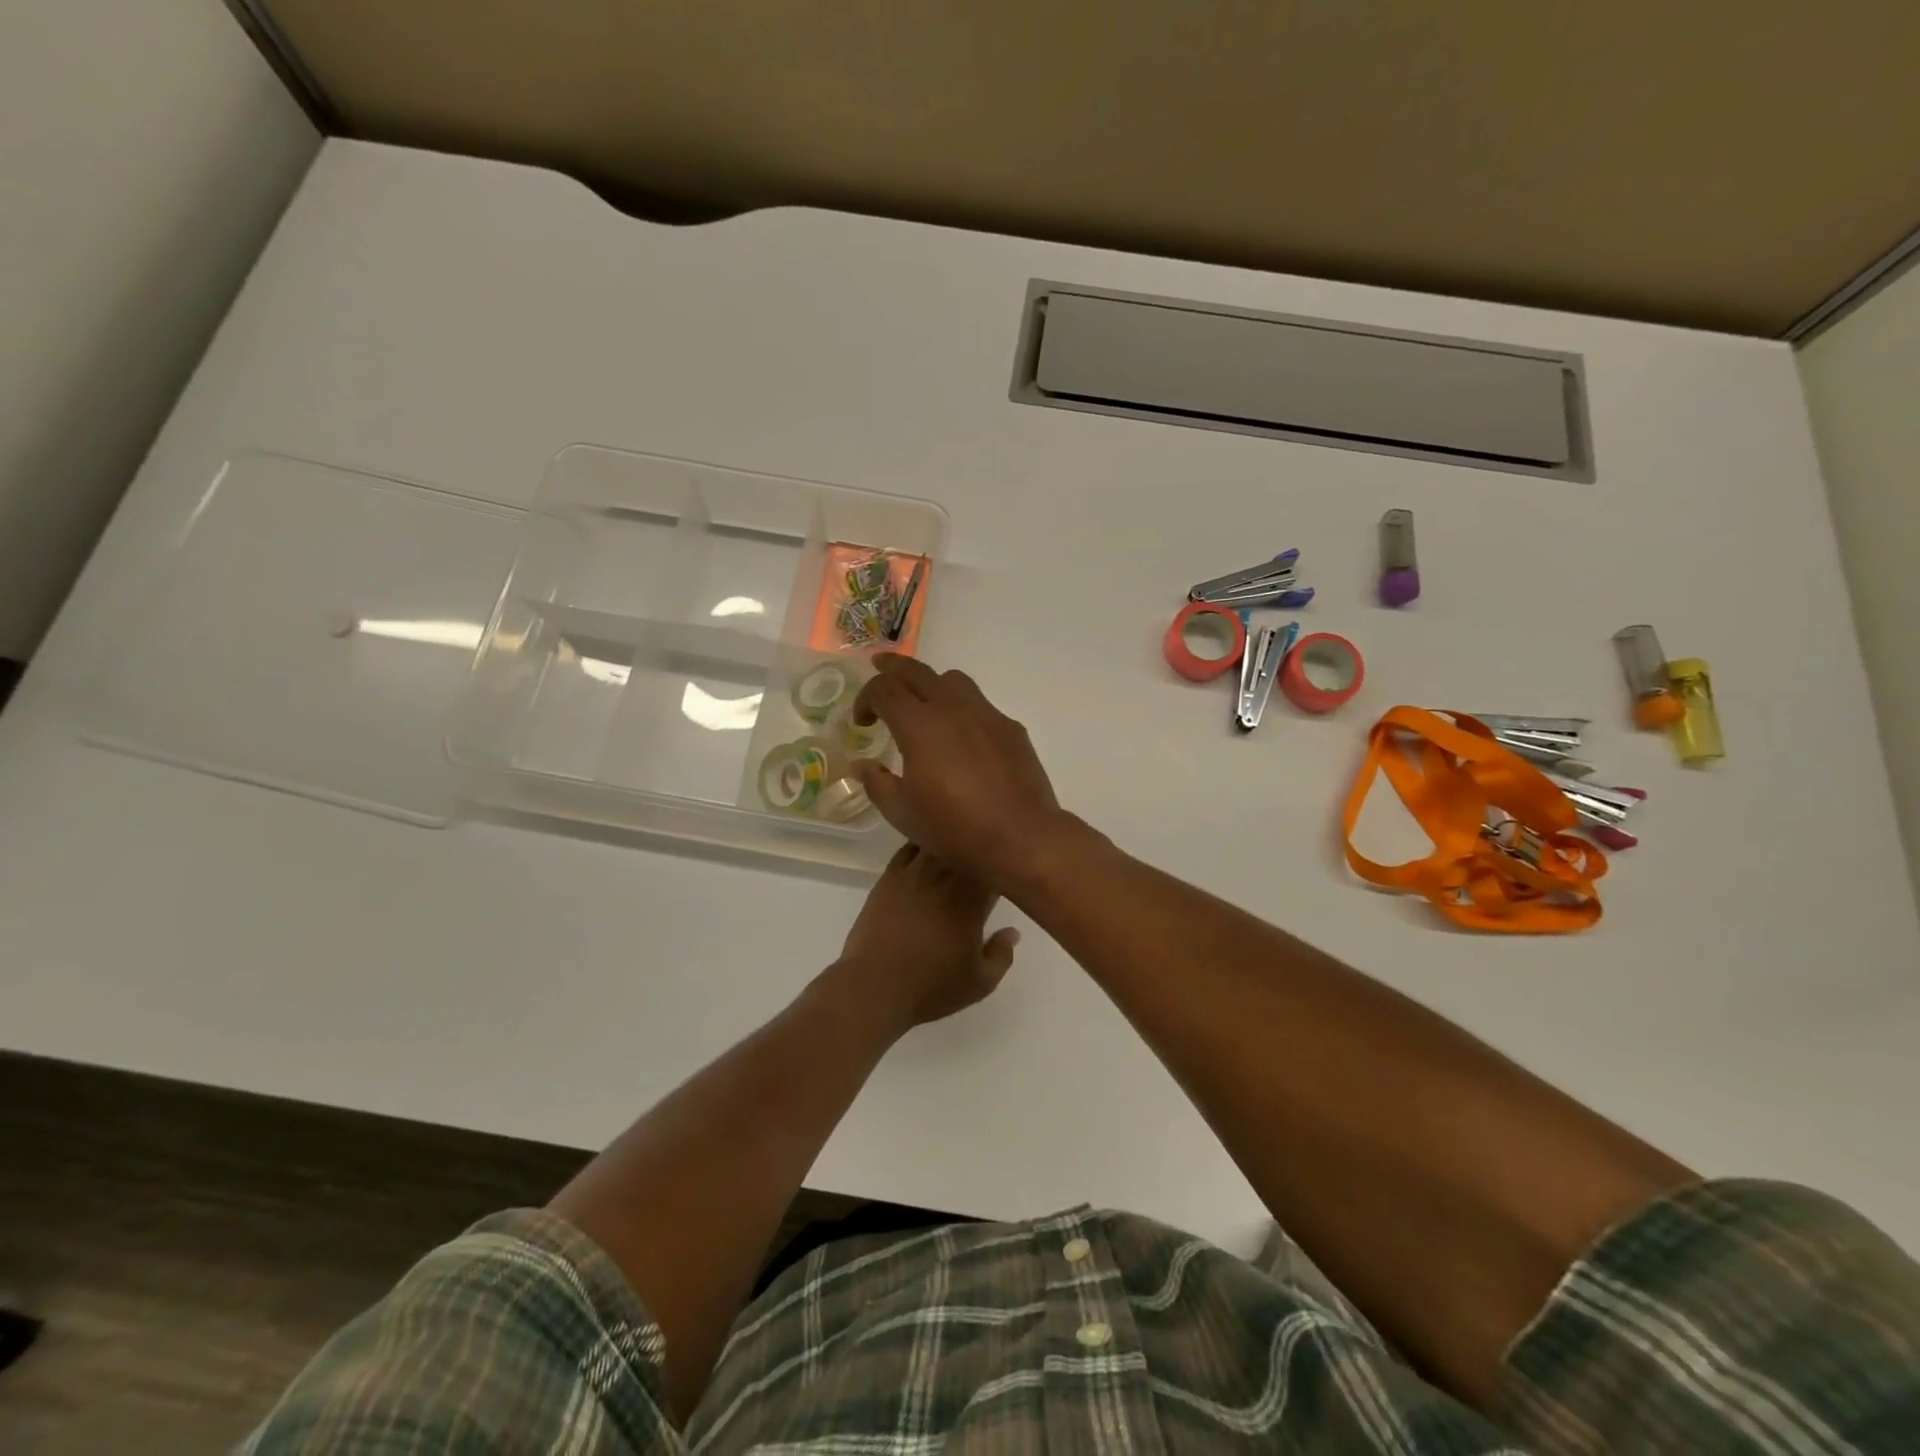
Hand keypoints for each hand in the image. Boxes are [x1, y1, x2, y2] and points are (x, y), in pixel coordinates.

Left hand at [836, 844, 1019, 1031]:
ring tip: (957, 853)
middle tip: (984, 865)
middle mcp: (945, 876)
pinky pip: (910, 848)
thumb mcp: (980, 983)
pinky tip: (927, 854)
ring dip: (952, 845)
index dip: (1004, 869)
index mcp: (972, 898)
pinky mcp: (889, 876)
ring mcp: (914, 872)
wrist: (874, 986)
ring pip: (939, 842)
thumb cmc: (931, 987)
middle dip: (980, 854)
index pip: (995, 868)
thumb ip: (1002, 954)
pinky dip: (923, 846)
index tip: (1006, 878)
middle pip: (968, 848)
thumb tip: (1012, 931)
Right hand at [849, 656, 1069, 889]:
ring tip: (923, 703)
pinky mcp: (1010, 728)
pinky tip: (961, 736)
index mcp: (919, 725)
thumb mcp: (903, 813)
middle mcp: (952, 708)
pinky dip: (962, 709)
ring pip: (953, 680)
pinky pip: (980, 705)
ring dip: (931, 684)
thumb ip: (877, 783)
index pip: (884, 689)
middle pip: (917, 671)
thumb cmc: (954, 828)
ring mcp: (986, 714)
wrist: (1019, 835)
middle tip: (879, 668)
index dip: (866, 698)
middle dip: (892, 668)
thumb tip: (862, 764)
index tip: (863, 721)